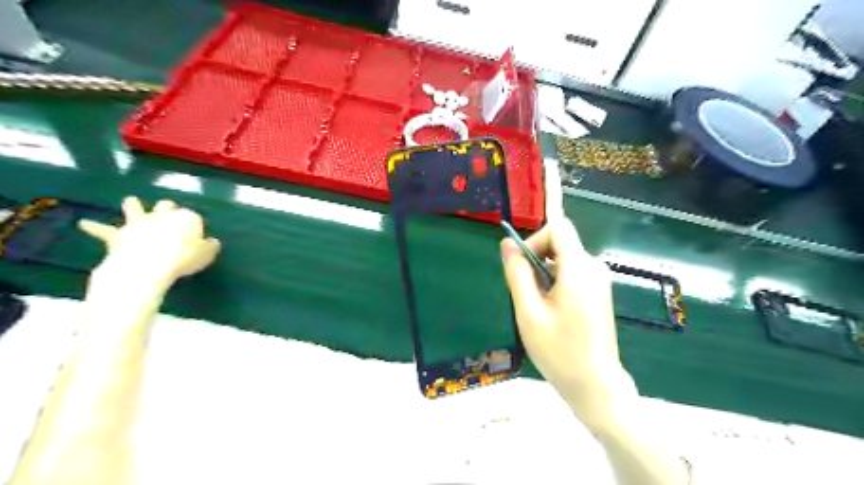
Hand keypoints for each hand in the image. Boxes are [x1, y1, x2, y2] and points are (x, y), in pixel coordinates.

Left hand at [80, 197, 222, 286]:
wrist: (147, 264)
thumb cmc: (184, 258)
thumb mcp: (207, 254)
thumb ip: (210, 246)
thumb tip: (213, 242)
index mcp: (187, 218)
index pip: (192, 217)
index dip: (193, 224)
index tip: (195, 233)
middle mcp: (162, 215)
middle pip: (165, 206)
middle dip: (166, 207)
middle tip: (167, 210)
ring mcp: (138, 222)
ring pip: (134, 208)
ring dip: (133, 205)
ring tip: (131, 201)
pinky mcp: (118, 235)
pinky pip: (103, 230)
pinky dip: (94, 227)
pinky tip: (83, 223)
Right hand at [504, 218, 636, 429]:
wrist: (595, 385)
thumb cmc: (559, 352)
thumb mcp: (529, 313)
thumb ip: (518, 274)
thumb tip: (507, 244)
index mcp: (579, 269)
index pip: (559, 227)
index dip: (535, 238)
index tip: (522, 266)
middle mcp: (594, 268)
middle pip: (560, 243)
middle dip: (536, 260)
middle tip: (526, 295)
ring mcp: (599, 280)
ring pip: (563, 259)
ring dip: (544, 275)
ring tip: (538, 308)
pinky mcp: (599, 291)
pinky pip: (572, 272)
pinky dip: (555, 283)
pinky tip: (551, 312)